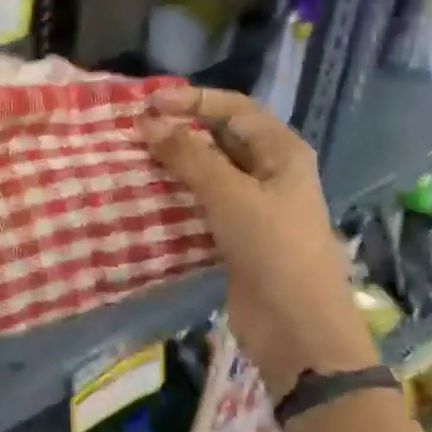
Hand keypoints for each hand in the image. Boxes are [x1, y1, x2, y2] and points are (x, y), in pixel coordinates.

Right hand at [140, 89, 377, 397]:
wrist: (297, 330)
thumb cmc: (273, 250)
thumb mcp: (230, 195)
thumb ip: (188, 156)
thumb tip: (147, 122)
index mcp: (282, 152)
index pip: (235, 109)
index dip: (193, 100)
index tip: (148, 104)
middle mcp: (270, 173)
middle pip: (222, 138)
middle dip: (181, 130)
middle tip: (135, 130)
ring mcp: (254, 207)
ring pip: (209, 172)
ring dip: (175, 164)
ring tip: (134, 158)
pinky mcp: (237, 237)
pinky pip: (203, 205)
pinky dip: (177, 197)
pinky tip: (148, 196)